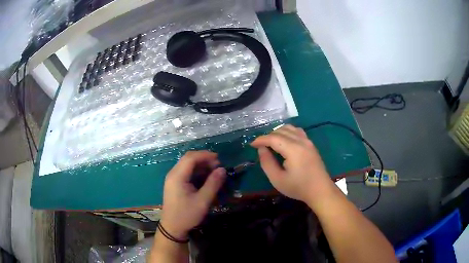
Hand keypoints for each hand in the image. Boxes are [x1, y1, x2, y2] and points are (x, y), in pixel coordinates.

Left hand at [160, 151, 225, 238]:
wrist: (172, 227)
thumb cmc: (187, 215)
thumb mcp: (203, 201)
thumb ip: (213, 184)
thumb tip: (222, 169)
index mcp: (177, 176)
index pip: (191, 158)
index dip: (205, 155)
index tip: (219, 159)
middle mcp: (173, 174)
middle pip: (188, 159)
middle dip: (204, 159)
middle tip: (218, 165)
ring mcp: (172, 178)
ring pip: (187, 164)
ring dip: (200, 165)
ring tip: (214, 170)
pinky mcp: (174, 183)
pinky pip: (185, 172)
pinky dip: (196, 171)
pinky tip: (205, 177)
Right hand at [251, 124, 333, 204]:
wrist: (320, 190)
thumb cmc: (298, 187)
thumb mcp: (278, 179)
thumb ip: (267, 163)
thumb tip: (261, 149)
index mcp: (293, 149)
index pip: (273, 138)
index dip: (260, 139)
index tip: (252, 145)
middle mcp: (301, 141)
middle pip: (281, 131)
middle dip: (268, 136)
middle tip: (260, 147)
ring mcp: (308, 141)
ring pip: (289, 128)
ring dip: (278, 132)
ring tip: (271, 143)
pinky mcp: (311, 144)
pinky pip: (297, 131)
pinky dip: (287, 132)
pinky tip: (284, 141)